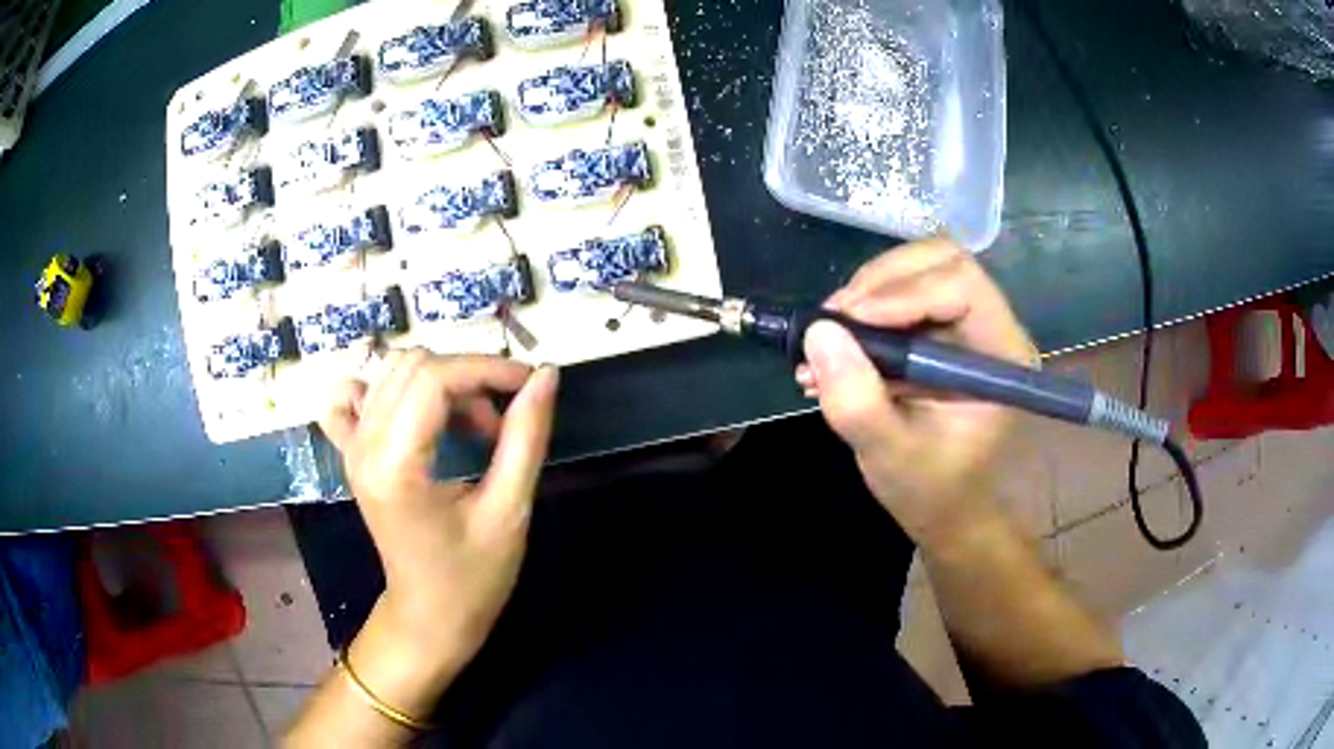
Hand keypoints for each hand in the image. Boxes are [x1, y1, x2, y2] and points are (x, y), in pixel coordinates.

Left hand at [321, 350, 559, 667]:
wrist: (430, 616)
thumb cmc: (473, 577)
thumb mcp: (509, 510)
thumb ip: (526, 437)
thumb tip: (546, 375)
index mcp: (396, 465)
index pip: (434, 378)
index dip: (487, 369)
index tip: (529, 384)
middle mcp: (363, 446)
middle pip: (413, 365)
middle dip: (468, 377)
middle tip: (501, 421)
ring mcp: (352, 448)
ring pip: (391, 371)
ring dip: (440, 382)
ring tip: (471, 426)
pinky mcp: (352, 454)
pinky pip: (352, 399)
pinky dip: (385, 390)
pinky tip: (414, 413)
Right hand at [798, 239, 1036, 542]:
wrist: (944, 507)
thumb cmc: (930, 488)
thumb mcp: (889, 454)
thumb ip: (857, 401)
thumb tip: (818, 332)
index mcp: (1002, 355)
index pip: (961, 285)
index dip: (903, 293)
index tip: (848, 322)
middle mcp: (992, 325)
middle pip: (941, 260)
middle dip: (881, 281)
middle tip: (834, 319)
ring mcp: (966, 323)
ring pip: (918, 267)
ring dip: (866, 291)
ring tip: (826, 336)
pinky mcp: (940, 327)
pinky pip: (901, 291)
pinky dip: (863, 307)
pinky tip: (834, 346)